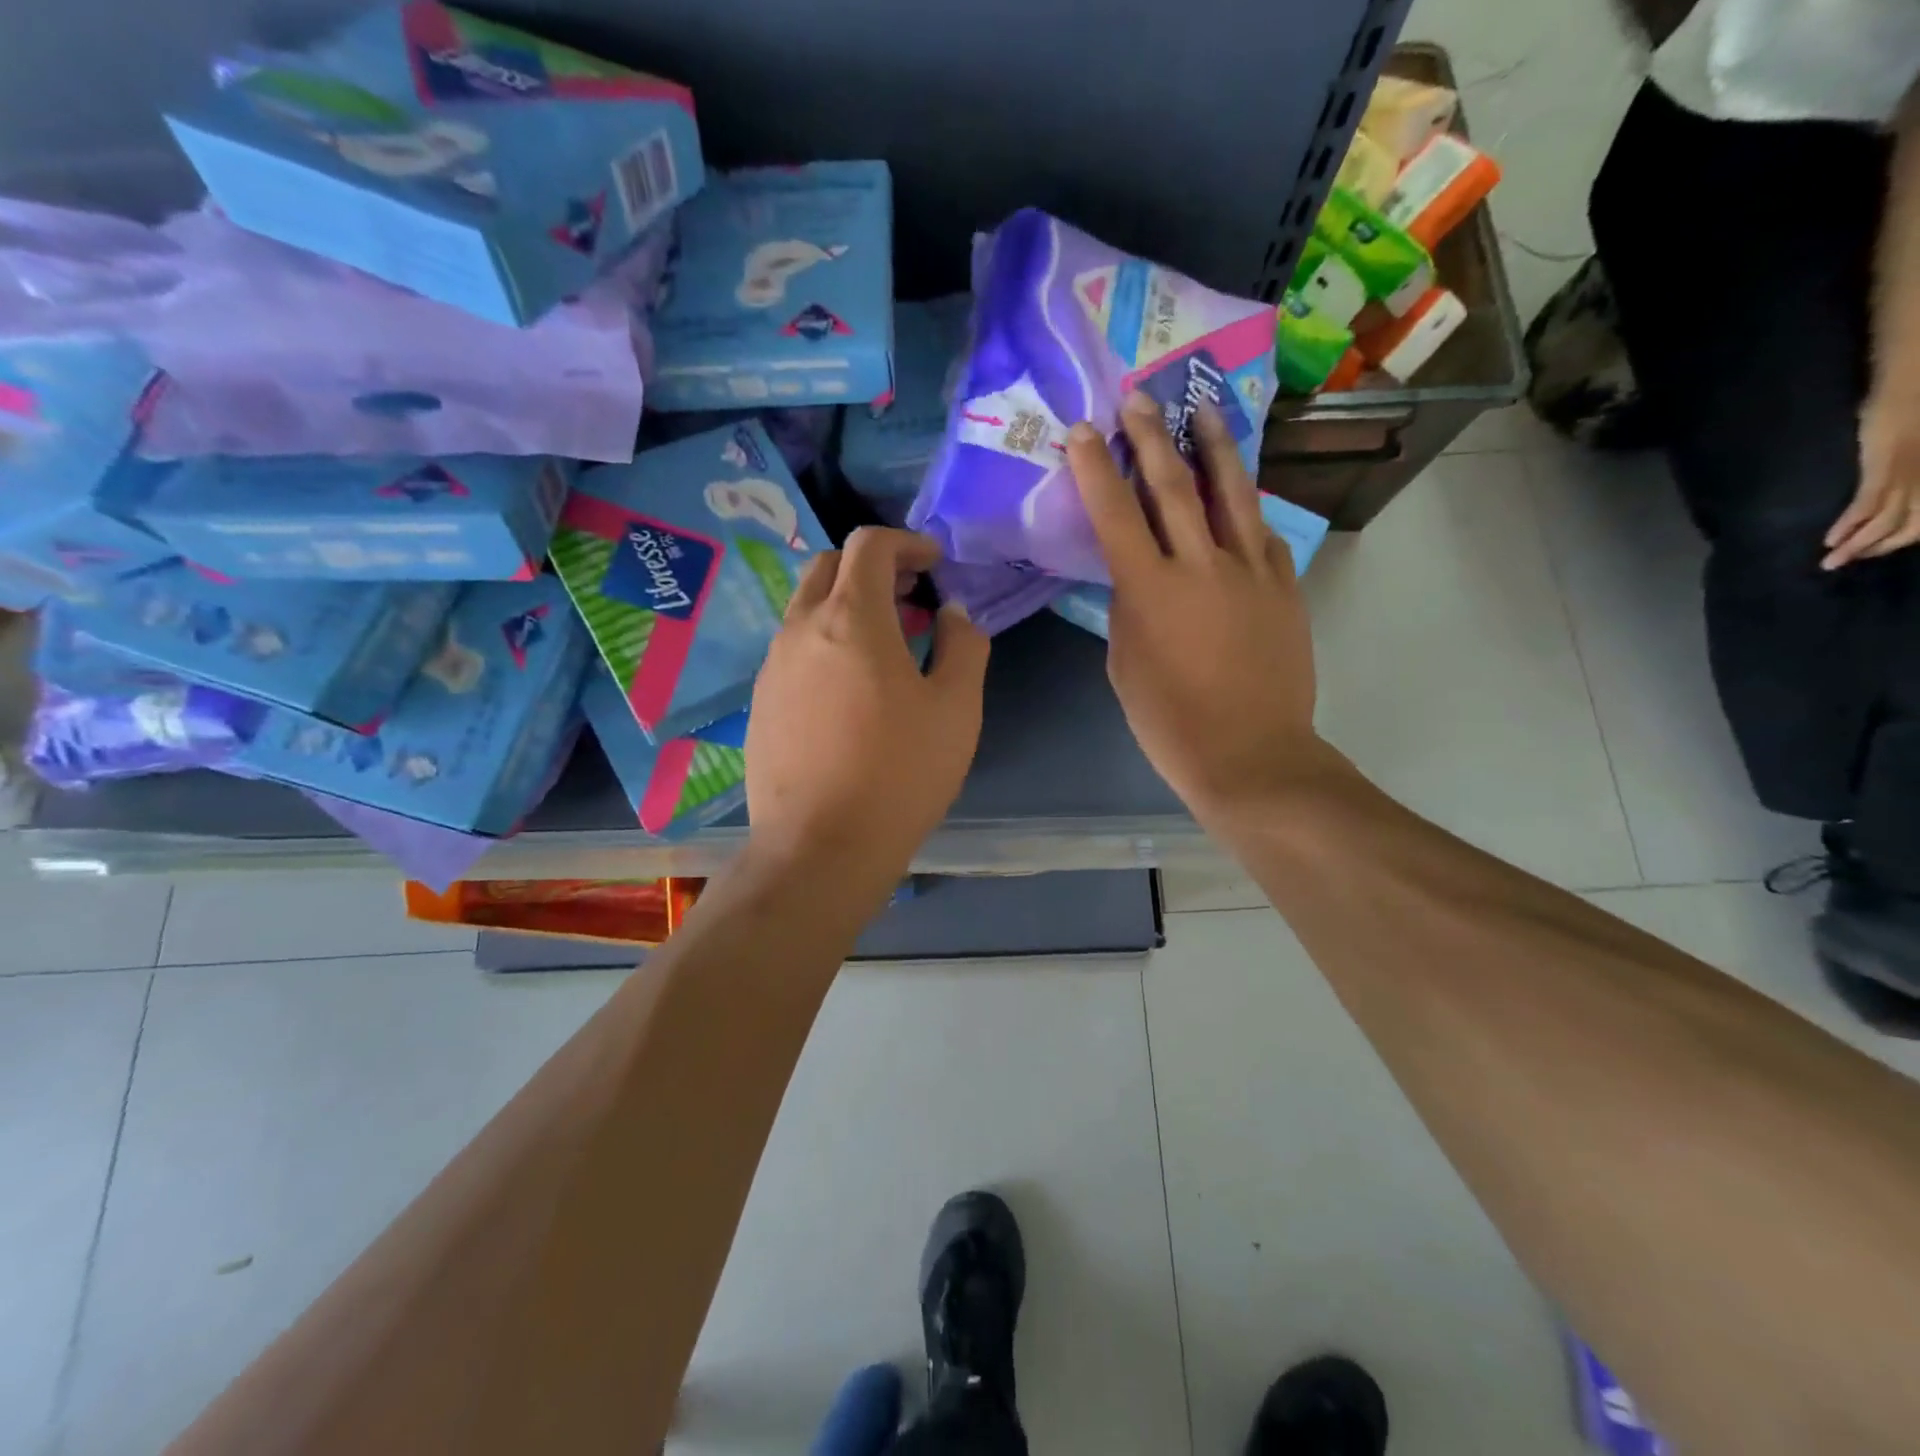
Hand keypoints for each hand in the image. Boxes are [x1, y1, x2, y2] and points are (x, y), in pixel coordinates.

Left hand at [746, 527, 989, 874]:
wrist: (820, 847)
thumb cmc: (900, 774)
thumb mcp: (956, 708)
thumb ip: (963, 645)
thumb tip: (952, 613)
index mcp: (851, 618)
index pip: (869, 546)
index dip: (907, 543)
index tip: (934, 564)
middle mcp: (801, 629)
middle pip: (829, 567)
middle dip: (873, 567)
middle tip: (911, 595)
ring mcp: (773, 667)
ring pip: (806, 608)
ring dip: (847, 606)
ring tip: (887, 644)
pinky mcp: (761, 702)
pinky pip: (794, 650)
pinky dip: (826, 642)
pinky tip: (851, 688)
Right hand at [1068, 392, 1331, 826]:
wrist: (1251, 754)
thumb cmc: (1171, 723)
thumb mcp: (1126, 666)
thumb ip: (1129, 611)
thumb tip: (1136, 579)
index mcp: (1149, 590)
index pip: (1116, 514)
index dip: (1097, 468)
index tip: (1085, 429)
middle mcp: (1200, 565)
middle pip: (1172, 486)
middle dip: (1151, 436)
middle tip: (1138, 397)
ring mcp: (1250, 570)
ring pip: (1230, 493)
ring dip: (1212, 446)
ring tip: (1202, 409)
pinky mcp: (1284, 584)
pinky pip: (1262, 531)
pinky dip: (1246, 505)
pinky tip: (1240, 489)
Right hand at [1823, 387, 1919, 568]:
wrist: (1914, 381)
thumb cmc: (1917, 404)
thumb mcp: (1909, 444)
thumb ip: (1902, 467)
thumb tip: (1891, 498)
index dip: (1902, 536)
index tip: (1874, 550)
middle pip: (1909, 525)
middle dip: (1879, 547)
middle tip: (1848, 562)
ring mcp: (1908, 475)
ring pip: (1887, 521)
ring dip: (1859, 545)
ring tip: (1832, 561)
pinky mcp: (1885, 470)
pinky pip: (1868, 504)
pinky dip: (1850, 525)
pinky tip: (1831, 539)